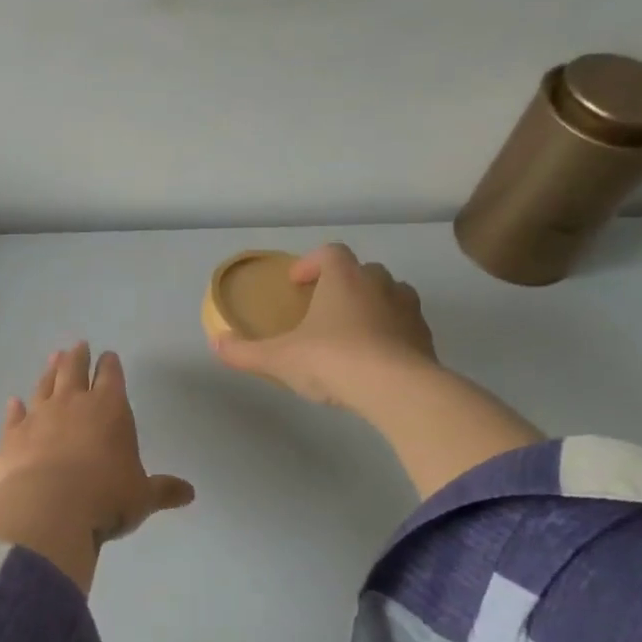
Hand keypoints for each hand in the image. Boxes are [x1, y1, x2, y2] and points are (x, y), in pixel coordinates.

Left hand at [0, 342, 195, 541]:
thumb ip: (163, 491)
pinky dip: (15, 408)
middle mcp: (72, 404)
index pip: (111, 377)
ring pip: (44, 386)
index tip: (108, 355)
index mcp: (109, 409)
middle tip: (78, 345)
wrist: (48, 508)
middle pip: (74, 370)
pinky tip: (14, 402)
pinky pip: (14, 416)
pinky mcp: (12, 436)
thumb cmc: (106, 497)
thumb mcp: (142, 497)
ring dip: (49, 372)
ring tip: (53, 358)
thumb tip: (189, 494)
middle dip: (78, 357)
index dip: (110, 365)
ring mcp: (38, 417)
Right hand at [211, 244, 437, 409]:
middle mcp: (379, 284)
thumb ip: (244, 351)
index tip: (297, 283)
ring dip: (371, 306)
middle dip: (343, 285)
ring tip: (352, 332)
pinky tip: (376, 359)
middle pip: (362, 272)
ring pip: (390, 295)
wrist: (395, 389)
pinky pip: (406, 327)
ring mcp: (408, 309)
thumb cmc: (331, 360)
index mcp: (344, 278)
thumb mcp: (278, 359)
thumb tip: (215, 343)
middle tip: (323, 309)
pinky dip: (391, 334)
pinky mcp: (425, 338)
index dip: (312, 263)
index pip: (330, 253)